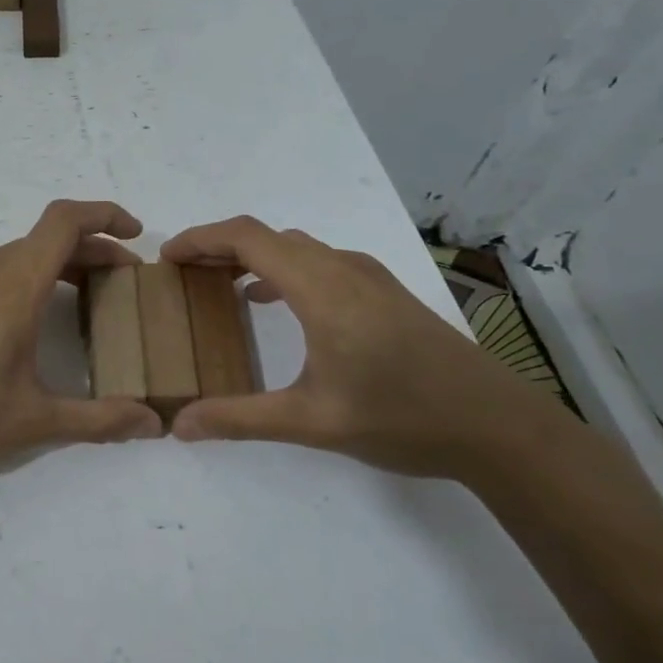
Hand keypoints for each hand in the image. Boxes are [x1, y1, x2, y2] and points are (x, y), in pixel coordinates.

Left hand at [0, 200, 162, 508]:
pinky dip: (24, 279)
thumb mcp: (33, 422)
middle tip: (123, 282)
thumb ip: (100, 419)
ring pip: (17, 255)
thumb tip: (155, 424)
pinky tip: (27, 322)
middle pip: (45, 239)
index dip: (104, 214)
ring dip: (57, 266)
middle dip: (92, 250)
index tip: (135, 234)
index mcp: (12, 288)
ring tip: (83, 299)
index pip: (63, 221)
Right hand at [161, 217, 575, 480]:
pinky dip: (282, 269)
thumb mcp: (312, 422)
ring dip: (252, 256)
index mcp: (321, 287)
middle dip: (219, 247)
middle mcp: (343, 268)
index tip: (167, 259)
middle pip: (268, 236)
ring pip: (296, 247)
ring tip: (218, 284)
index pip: (248, 238)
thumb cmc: (402, 417)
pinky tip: (273, 303)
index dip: (201, 239)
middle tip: (183, 275)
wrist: (496, 425)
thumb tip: (180, 426)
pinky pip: (319, 262)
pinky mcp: (384, 292)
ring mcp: (368, 277)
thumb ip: (241, 418)